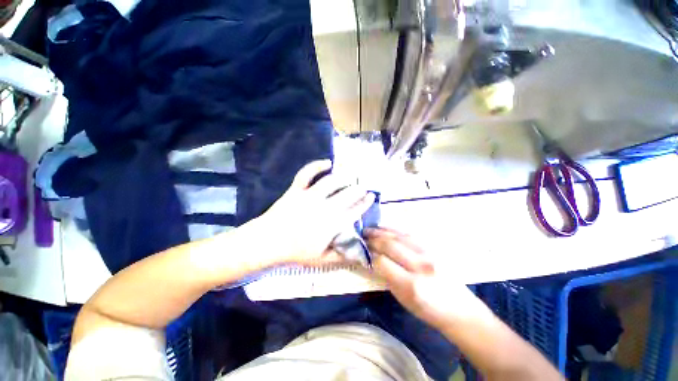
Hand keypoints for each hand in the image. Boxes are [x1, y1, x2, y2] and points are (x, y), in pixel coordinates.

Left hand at [253, 160, 374, 265]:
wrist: (267, 242)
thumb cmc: (295, 252)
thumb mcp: (321, 260)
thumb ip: (341, 257)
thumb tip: (359, 255)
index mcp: (331, 224)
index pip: (354, 212)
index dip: (364, 203)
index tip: (371, 197)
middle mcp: (323, 207)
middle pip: (346, 194)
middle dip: (358, 189)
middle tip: (363, 186)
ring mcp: (309, 196)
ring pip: (331, 182)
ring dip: (344, 177)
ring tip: (351, 175)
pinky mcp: (296, 189)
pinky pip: (307, 174)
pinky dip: (316, 165)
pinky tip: (327, 162)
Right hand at [366, 228, 481, 329]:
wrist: (459, 308)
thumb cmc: (428, 310)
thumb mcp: (403, 299)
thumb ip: (386, 277)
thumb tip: (372, 260)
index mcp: (411, 284)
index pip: (382, 262)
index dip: (369, 255)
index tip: (361, 251)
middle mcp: (420, 265)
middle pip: (390, 245)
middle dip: (373, 239)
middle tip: (362, 235)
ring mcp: (428, 253)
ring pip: (399, 236)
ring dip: (381, 231)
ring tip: (370, 229)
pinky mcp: (433, 247)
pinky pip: (409, 234)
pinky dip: (394, 230)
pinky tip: (385, 228)